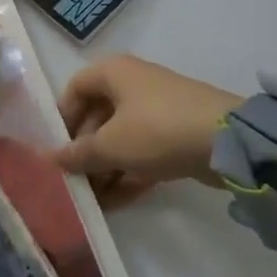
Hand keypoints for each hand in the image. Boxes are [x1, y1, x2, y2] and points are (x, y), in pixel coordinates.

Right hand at [55, 56, 238, 207]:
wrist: (226, 141)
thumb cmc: (156, 130)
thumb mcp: (111, 145)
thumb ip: (78, 154)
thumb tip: (50, 158)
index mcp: (114, 73)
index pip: (75, 88)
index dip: (62, 118)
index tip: (56, 149)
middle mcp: (133, 84)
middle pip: (97, 116)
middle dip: (84, 150)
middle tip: (73, 181)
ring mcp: (156, 110)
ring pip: (120, 138)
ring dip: (104, 167)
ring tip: (90, 200)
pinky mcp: (175, 134)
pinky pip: (142, 152)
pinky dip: (128, 173)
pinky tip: (114, 203)